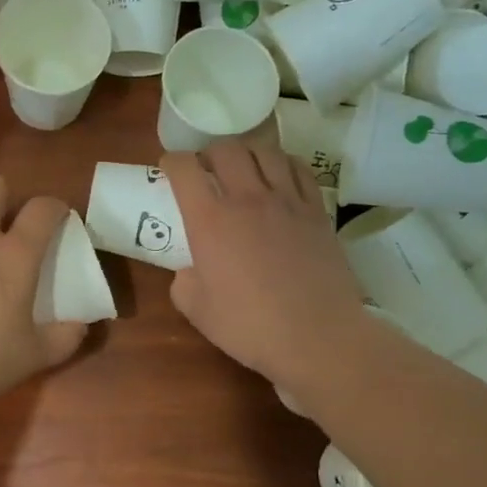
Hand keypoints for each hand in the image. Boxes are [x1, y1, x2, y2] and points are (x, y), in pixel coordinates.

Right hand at [163, 141, 369, 388]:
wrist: (317, 337)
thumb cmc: (250, 327)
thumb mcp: (197, 311)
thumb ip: (184, 282)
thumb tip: (190, 270)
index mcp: (209, 221)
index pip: (184, 169)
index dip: (172, 162)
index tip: (169, 169)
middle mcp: (247, 199)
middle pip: (226, 149)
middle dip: (209, 153)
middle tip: (206, 170)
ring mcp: (287, 201)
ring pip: (264, 151)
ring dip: (247, 152)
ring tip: (243, 168)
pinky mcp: (317, 211)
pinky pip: (299, 169)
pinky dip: (283, 164)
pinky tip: (279, 176)